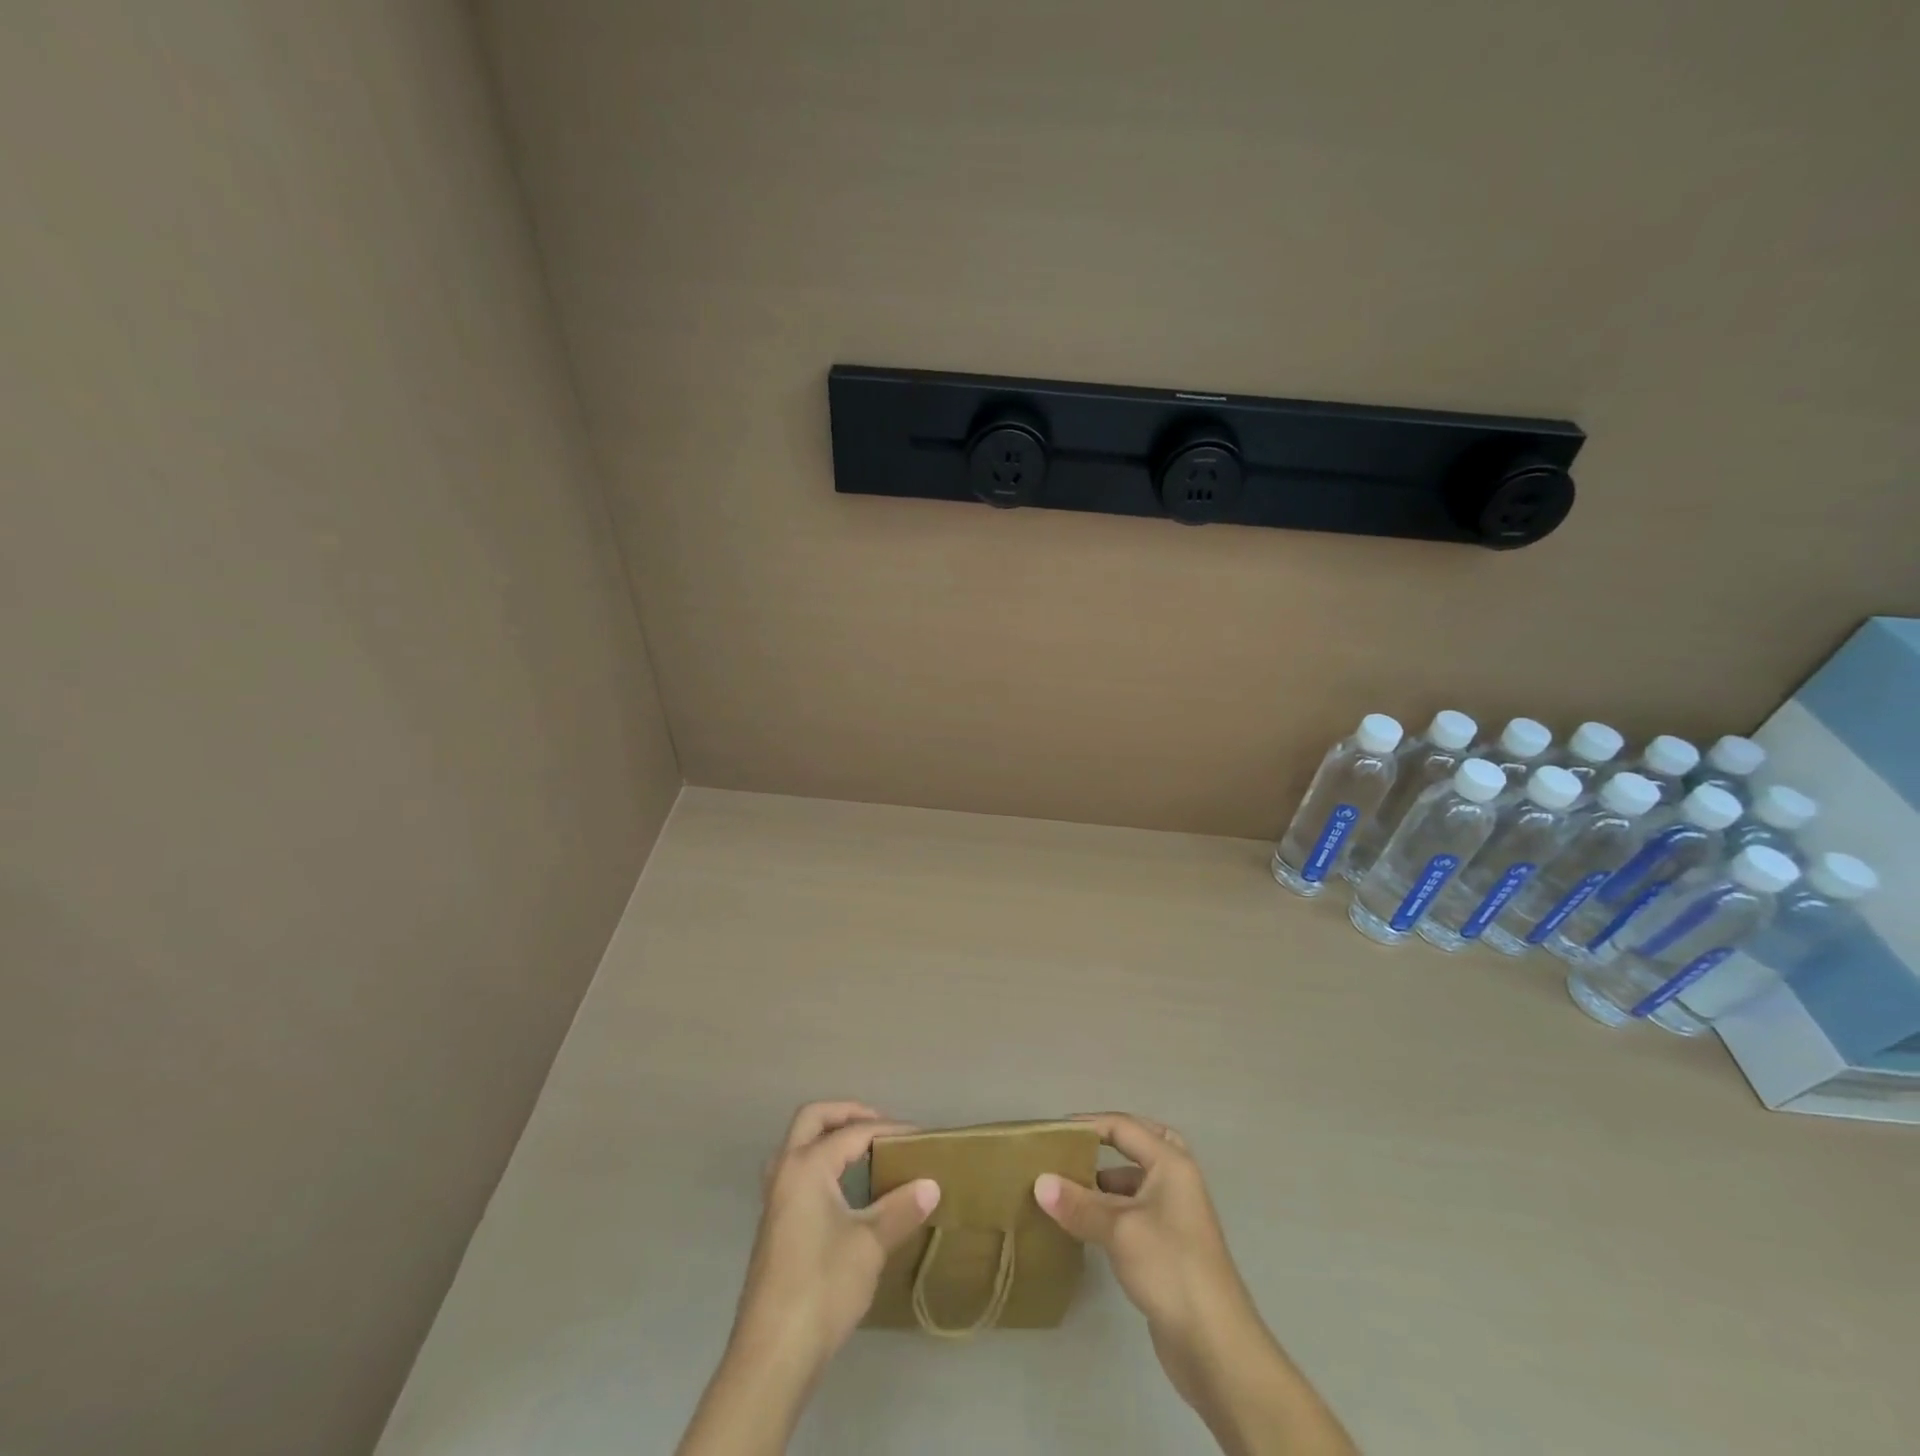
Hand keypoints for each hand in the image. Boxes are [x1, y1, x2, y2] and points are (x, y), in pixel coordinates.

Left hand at [677, 1102, 939, 1455]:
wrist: (773, 1354)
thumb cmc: (822, 1287)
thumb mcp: (869, 1245)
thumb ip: (900, 1208)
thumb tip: (931, 1185)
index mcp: (806, 1166)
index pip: (853, 1132)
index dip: (889, 1130)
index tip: (920, 1136)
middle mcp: (785, 1171)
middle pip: (812, 1119)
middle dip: (847, 1114)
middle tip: (880, 1126)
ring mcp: (774, 1199)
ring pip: (798, 1145)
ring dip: (827, 1137)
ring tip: (862, 1151)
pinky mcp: (774, 1226)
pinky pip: (796, 1171)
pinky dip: (820, 1163)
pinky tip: (842, 1190)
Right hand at [1036, 1113, 1357, 1454]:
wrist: (1215, 1345)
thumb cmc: (1169, 1267)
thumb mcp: (1119, 1230)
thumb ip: (1078, 1204)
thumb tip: (1039, 1182)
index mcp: (1171, 1163)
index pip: (1124, 1127)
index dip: (1089, 1125)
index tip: (1053, 1133)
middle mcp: (1177, 1181)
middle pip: (1141, 1145)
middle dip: (1109, 1142)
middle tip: (1075, 1148)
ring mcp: (1176, 1216)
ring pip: (1137, 1182)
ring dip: (1106, 1181)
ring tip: (1067, 1189)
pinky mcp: (1169, 1247)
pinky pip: (1135, 1212)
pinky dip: (1112, 1210)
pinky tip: (1086, 1226)